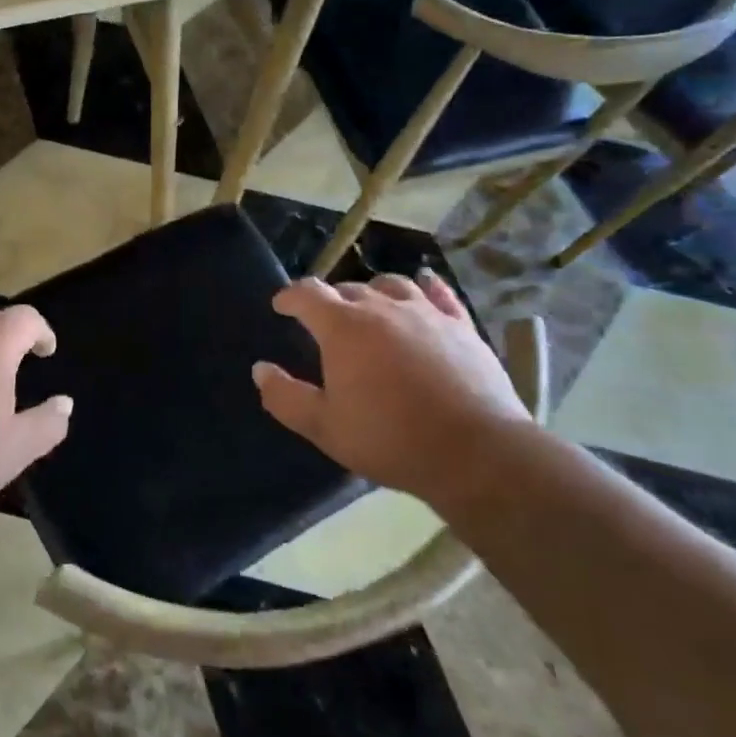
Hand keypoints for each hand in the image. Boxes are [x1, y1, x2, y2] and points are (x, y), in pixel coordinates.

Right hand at [252, 272, 530, 498]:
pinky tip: (423, 285)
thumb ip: (286, 397)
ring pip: (392, 285)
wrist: (475, 451)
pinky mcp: (461, 325)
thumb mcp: (325, 428)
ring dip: (372, 291)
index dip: (290, 296)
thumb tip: (260, 369)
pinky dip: (425, 286)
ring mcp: (426, 313)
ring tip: (369, 305)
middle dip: (330, 300)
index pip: (308, 294)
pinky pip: (439, 293)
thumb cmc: (390, 439)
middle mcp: (382, 309)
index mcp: (343, 329)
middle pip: (349, 288)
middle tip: (324, 321)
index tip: (281, 306)